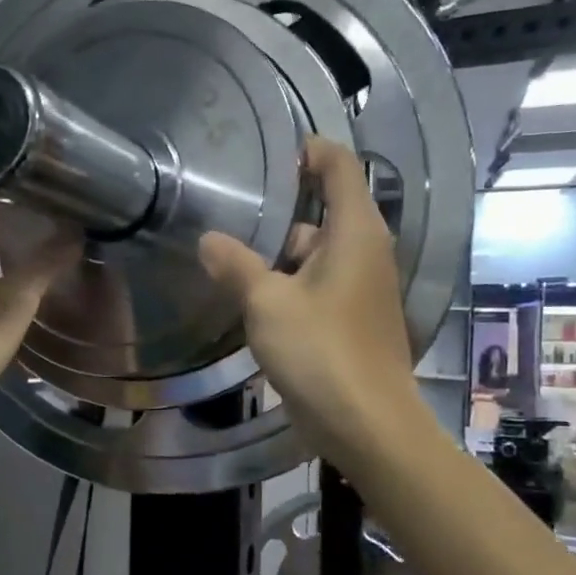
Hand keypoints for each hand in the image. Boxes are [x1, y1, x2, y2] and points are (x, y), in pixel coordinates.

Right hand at [198, 138, 420, 468]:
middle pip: (325, 212)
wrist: (366, 422)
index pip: (340, 167)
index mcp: (356, 232)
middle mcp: (367, 252)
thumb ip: (236, 266)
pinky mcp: (355, 319)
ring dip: (280, 255)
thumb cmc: (320, 351)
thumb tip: (208, 240)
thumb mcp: (267, 303)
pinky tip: (254, 299)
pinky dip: (291, 284)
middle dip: (282, 211)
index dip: (310, 151)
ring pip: (318, 254)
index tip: (272, 151)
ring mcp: (363, 288)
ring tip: (231, 256)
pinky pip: (320, 285)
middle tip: (232, 209)